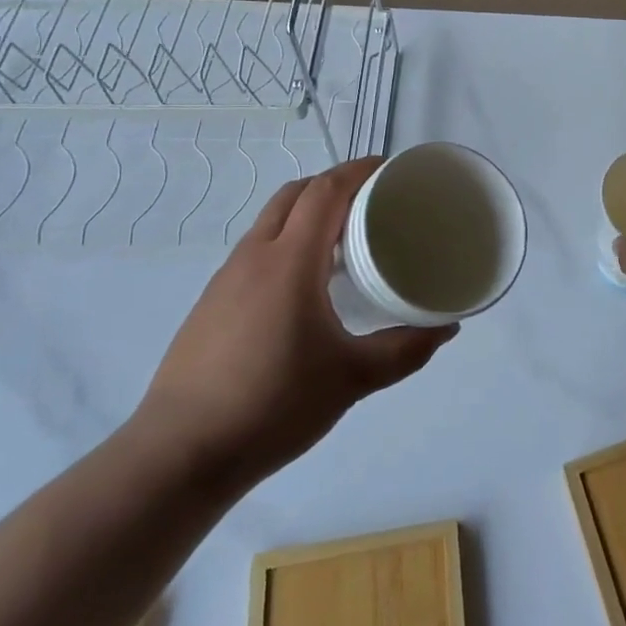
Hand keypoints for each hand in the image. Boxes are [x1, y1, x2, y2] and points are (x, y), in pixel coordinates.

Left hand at [135, 158, 456, 487]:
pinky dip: (287, 242)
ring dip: (308, 212)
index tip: (391, 169)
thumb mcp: (352, 378)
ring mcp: (226, 278)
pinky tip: (305, 285)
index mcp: (290, 259)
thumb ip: (405, 349)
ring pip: (272, 221)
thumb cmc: (273, 405)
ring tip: (345, 239)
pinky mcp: (211, 303)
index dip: (358, 170)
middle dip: (335, 184)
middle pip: (296, 193)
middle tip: (373, 201)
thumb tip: (446, 328)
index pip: (325, 190)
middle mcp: (255, 255)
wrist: (179, 455)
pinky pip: (257, 250)